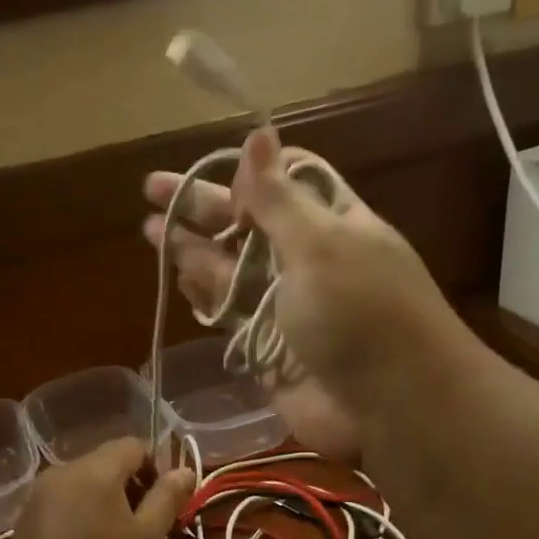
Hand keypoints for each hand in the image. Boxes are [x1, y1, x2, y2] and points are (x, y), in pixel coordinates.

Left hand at [3, 438, 194, 538]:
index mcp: (95, 469)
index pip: (133, 446)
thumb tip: (184, 471)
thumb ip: (167, 497)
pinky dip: (80, 516)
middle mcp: (62, 471)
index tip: (164, 505)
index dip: (156, 468)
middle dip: (131, 488)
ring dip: (105, 503)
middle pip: (106, 464)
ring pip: (83, 485)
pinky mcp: (25, 520)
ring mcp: (38, 495)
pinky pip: (62, 504)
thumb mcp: (148, 537)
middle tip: (145, 529)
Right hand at [144, 130, 458, 459]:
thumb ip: (279, 198)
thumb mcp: (320, 243)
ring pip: (232, 270)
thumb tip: (259, 134)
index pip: (284, 183)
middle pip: (247, 225)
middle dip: (202, 207)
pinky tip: (178, 279)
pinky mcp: (267, 347)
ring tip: (151, 231)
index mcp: (332, 222)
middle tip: (151, 191)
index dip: (246, 173)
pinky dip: (205, 297)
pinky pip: (229, 315)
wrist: (386, 404)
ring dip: (194, 250)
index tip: (209, 168)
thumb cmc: (359, 312)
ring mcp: (286, 306)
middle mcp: (308, 259)